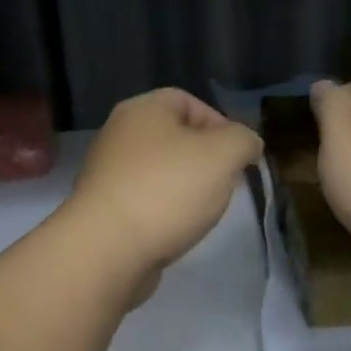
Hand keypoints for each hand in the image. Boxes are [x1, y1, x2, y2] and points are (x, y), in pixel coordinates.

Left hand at [69, 89, 262, 280]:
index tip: (239, 155)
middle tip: (227, 183)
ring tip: (204, 209)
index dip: (220, 123)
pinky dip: (165, 210)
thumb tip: (247, 144)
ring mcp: (107, 173)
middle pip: (174, 137)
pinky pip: (145, 200)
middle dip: (206, 159)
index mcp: (143, 109)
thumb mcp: (224, 154)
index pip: (188, 101)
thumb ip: (243, 140)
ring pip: (161, 171)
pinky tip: (177, 228)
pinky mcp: (104, 209)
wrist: (108, 249)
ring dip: (186, 187)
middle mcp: (119, 134)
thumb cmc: (168, 189)